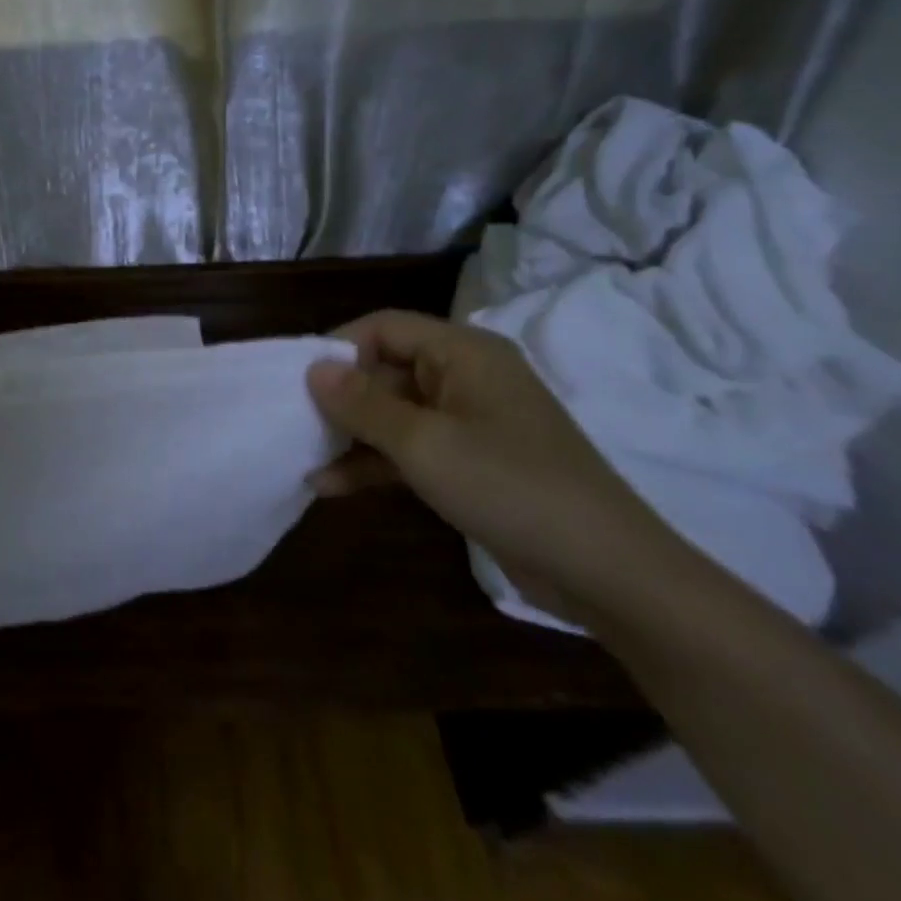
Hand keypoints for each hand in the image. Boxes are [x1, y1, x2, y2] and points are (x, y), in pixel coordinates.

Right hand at [305, 310, 684, 617]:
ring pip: (394, 413)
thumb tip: (312, 367)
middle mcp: (465, 377)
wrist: (606, 572)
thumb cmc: (510, 487)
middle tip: (293, 422)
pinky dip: (375, 463)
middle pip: (386, 370)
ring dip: (351, 435)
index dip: (338, 348)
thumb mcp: (423, 444)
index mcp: (463, 353)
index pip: (384, 327)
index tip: (297, 381)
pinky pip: (410, 449)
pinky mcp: (470, 463)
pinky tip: (331, 486)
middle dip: (340, 398)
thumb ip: (362, 403)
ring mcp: (469, 422)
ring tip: (303, 457)